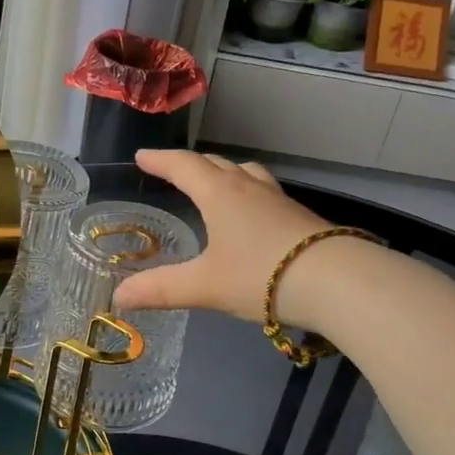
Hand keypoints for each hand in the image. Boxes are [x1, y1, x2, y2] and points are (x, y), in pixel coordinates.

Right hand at [111, 150, 338, 324]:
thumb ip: (161, 290)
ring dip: (224, 172)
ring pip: (246, 173)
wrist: (336, 281)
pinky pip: (265, 191)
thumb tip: (118, 297)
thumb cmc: (262, 275)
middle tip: (172, 169)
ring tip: (215, 181)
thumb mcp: (205, 286)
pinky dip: (248, 191)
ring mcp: (278, 199)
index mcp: (220, 194)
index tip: (141, 157)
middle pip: (215, 164)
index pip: (183, 166)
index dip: (160, 160)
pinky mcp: (299, 216)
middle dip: (190, 164)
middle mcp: (248, 188)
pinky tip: (253, 214)